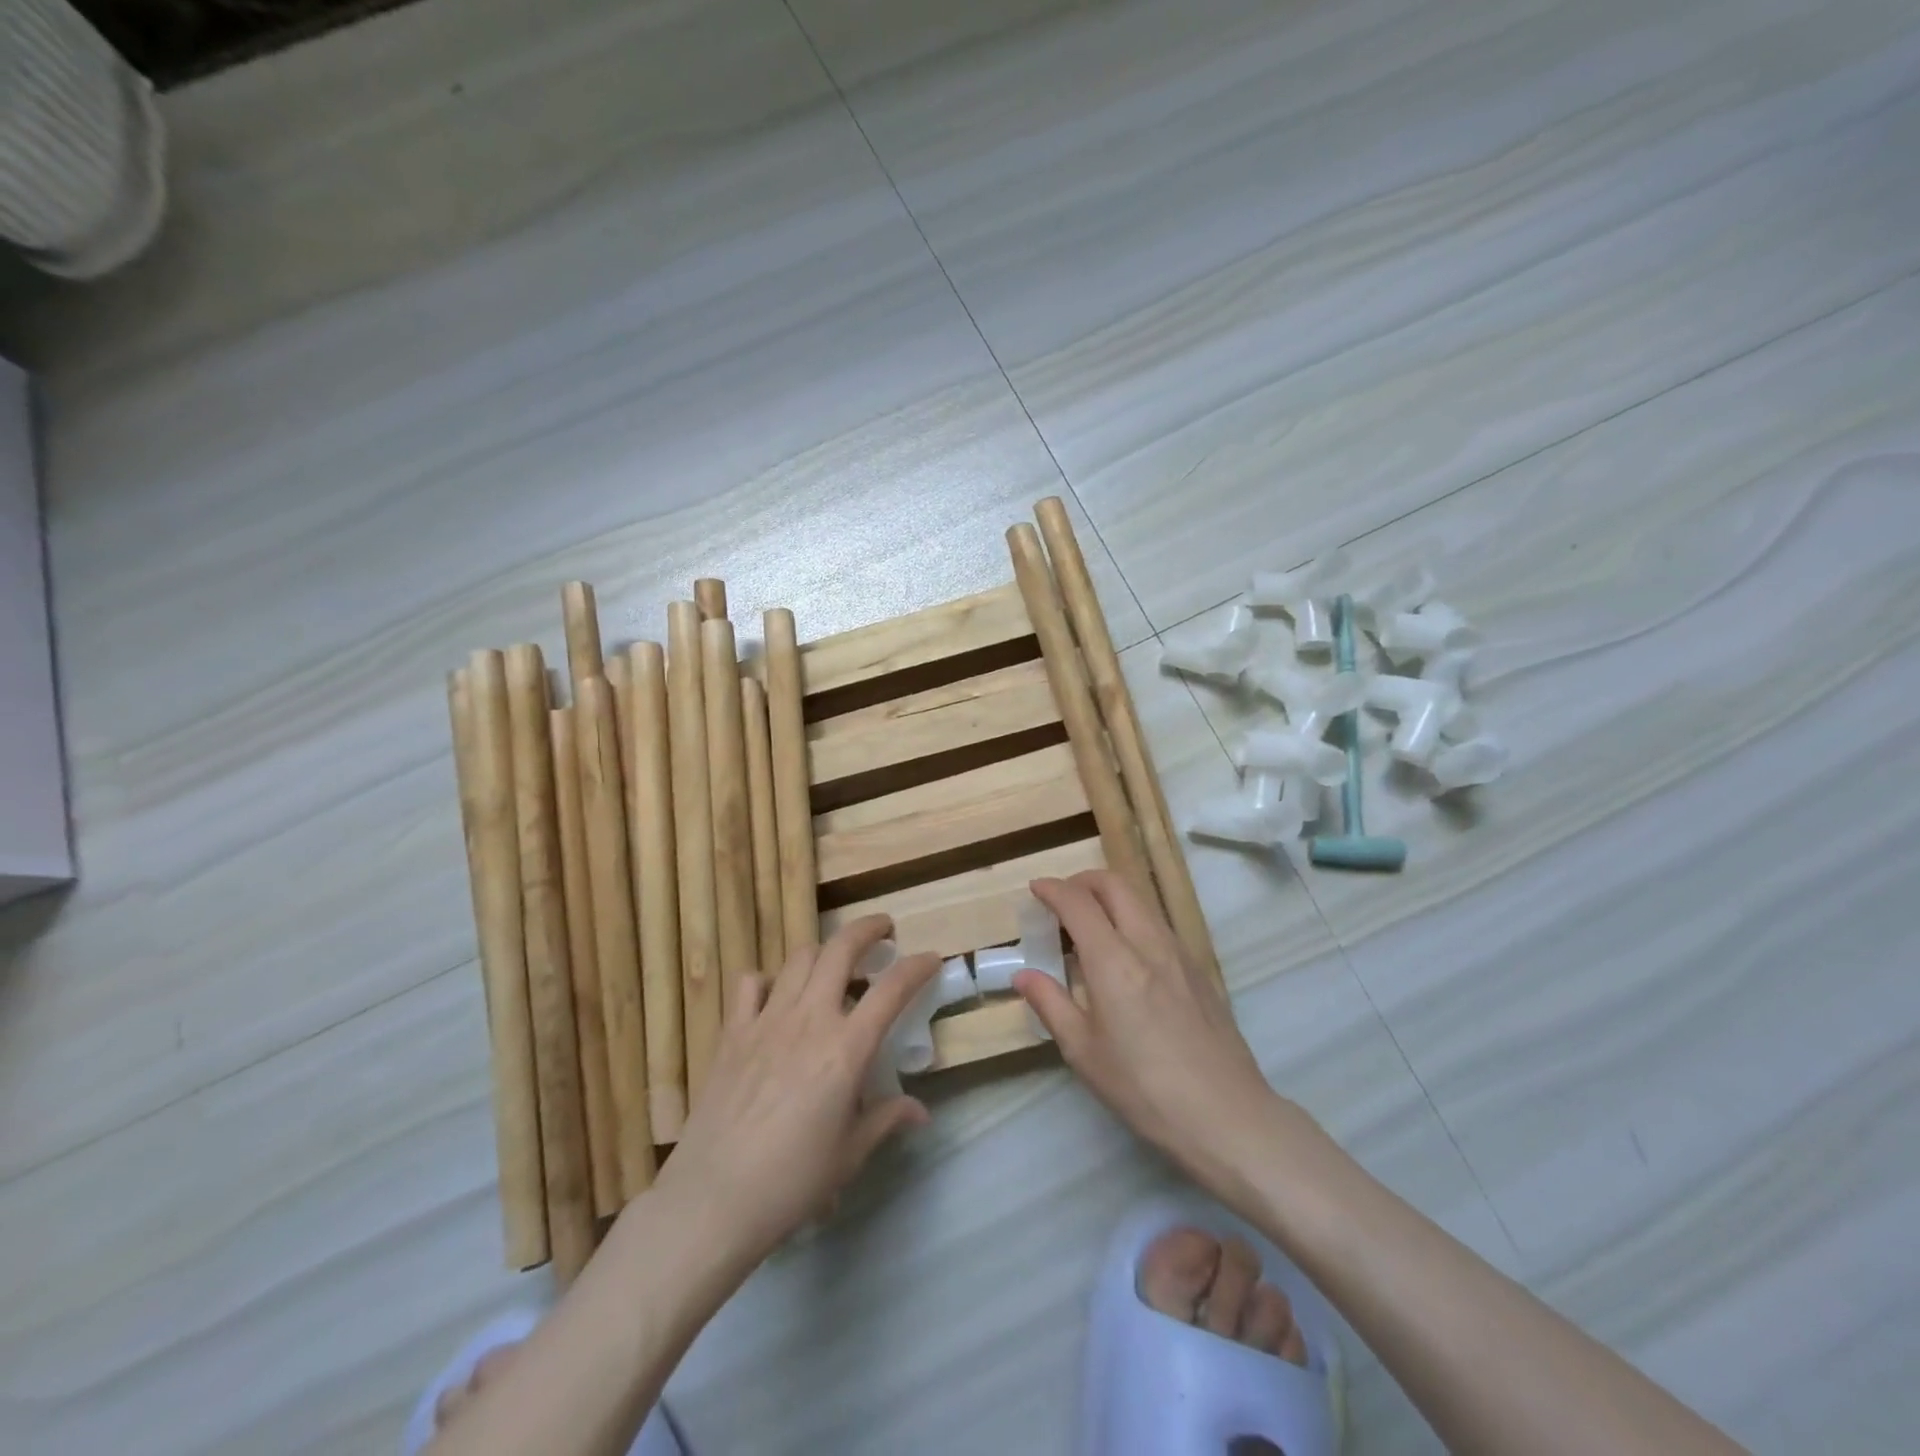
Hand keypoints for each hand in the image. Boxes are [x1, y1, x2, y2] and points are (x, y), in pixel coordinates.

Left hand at [655, 915, 938, 1267]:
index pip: (891, 990)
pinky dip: (768, 980)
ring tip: (834, 966)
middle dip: (868, 929)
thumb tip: (920, 1112)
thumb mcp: (849, 1155)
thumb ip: (886, 1120)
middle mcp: (809, 1020)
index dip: (917, 967)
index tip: (931, 958)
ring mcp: (767, 1020)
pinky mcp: (732, 1032)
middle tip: (884, 931)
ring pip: (799, 957)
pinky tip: (776, 998)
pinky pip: (751, 983)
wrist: (712, 1200)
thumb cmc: (791, 1183)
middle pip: (841, 949)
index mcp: (846, 1049)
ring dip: (823, 952)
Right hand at [1015, 871, 1293, 1197]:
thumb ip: (1050, 1004)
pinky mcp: (1199, 969)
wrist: (1227, 1115)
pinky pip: (1159, 924)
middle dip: (1082, 881)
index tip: (1035, 888)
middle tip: (1061, 900)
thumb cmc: (1144, 1089)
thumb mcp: (1084, 1052)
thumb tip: (1024, 975)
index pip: (1078, 902)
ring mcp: (1179, 953)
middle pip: (1115, 884)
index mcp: (1114, 960)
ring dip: (1110, 897)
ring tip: (1090, 927)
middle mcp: (1148, 943)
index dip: (1052, 889)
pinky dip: (1132, 918)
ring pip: (1141, 901)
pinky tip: (1126, 955)